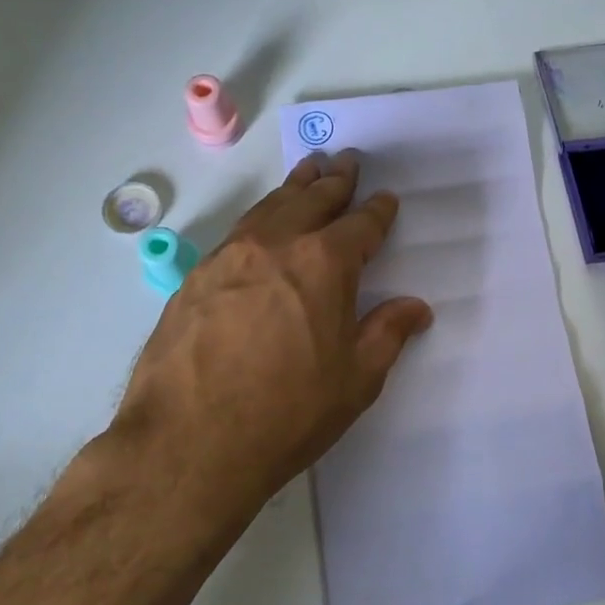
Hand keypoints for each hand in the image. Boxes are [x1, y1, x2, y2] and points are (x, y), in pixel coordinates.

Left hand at [108, 151, 432, 520]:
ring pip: (271, 206)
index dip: (377, 211)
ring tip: (309, 171)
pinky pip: (239, 230)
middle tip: (347, 162)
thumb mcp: (355, 380)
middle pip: (313, 199)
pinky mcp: (197, 276)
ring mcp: (231, 256)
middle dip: (335, 181)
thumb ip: (387, 333)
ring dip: (296, 187)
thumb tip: (416, 307)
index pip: (361, 225)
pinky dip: (261, 215)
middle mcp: (278, 244)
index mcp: (325, 263)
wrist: (188, 442)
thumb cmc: (286, 413)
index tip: (385, 199)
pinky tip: (263, 221)